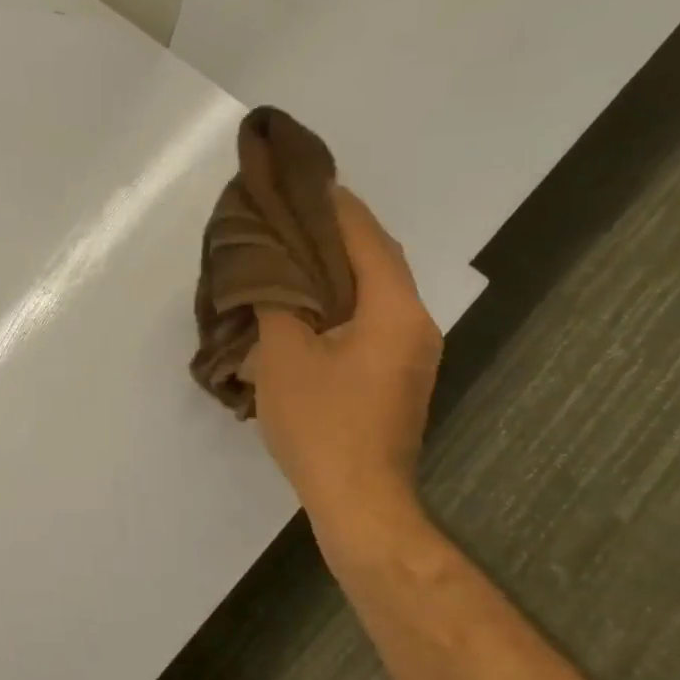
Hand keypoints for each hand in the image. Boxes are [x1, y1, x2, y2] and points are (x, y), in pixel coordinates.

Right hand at [251, 188, 440, 548]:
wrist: (360, 501)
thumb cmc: (322, 425)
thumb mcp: (283, 357)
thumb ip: (275, 301)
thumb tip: (265, 267)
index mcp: (393, 310)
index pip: (366, 238)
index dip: (333, 205)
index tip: (301, 179)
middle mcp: (414, 322)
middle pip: (376, 259)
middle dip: (334, 231)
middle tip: (288, 211)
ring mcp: (410, 351)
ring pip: (372, 289)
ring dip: (335, 265)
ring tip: (290, 248)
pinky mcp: (396, 373)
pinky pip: (368, 316)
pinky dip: (338, 297)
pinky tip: (304, 300)